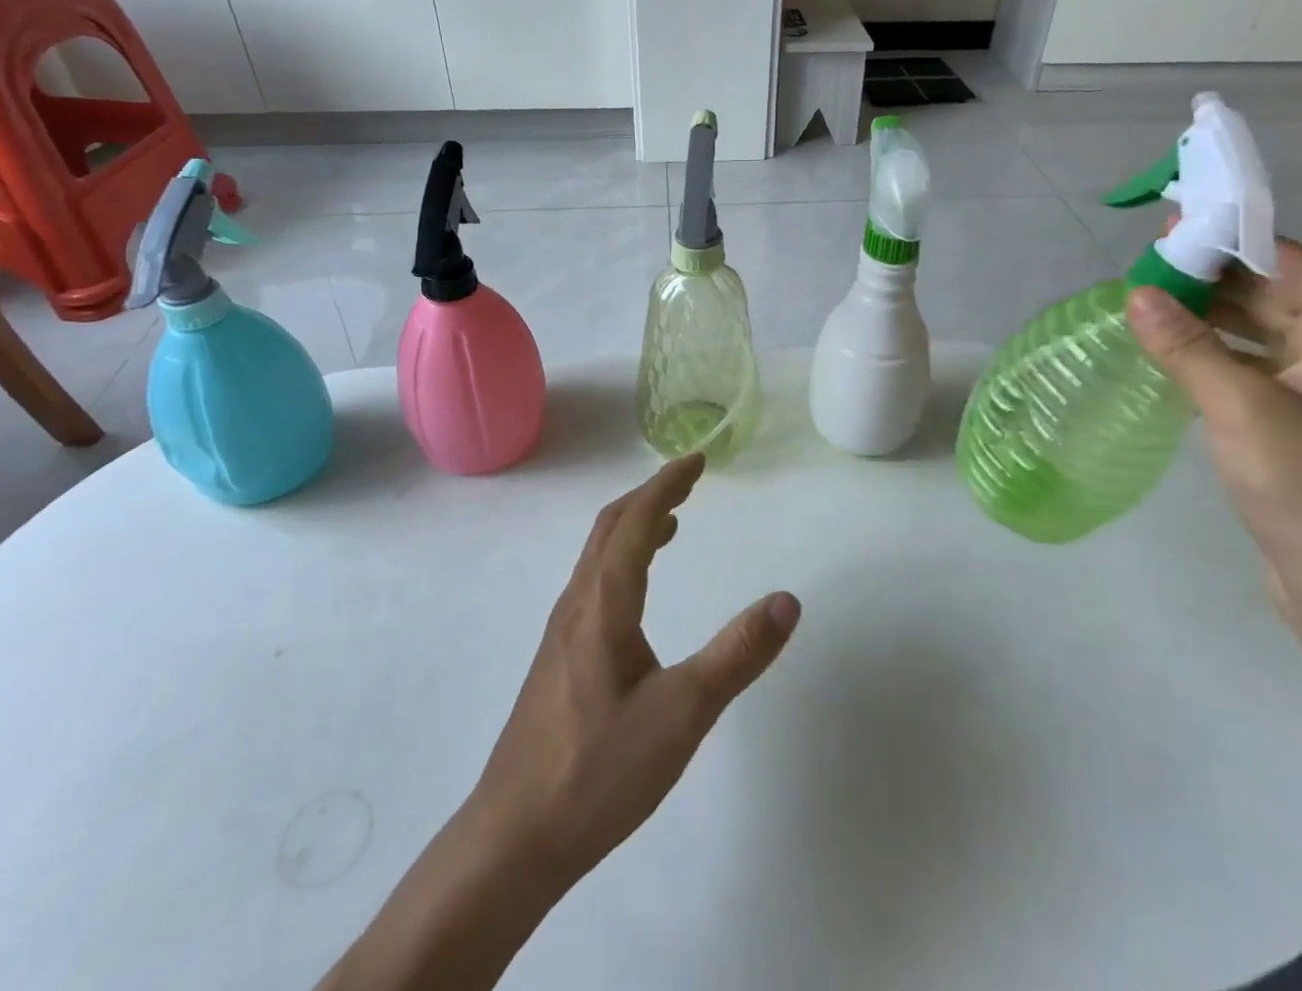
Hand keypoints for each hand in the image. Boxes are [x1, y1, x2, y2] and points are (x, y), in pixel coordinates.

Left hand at [467, 453, 800, 888]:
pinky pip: (594, 582)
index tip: (697, 461)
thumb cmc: (599, 771)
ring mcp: (562, 632)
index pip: (635, 520)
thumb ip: (737, 655)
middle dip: (650, 495)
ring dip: (634, 525)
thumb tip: (788, 600)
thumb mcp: (682, 714)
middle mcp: (577, 604)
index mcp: (604, 602)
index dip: (667, 484)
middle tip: (688, 481)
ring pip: (598, 555)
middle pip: (610, 527)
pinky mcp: (559, 658)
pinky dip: (623, 559)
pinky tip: (639, 593)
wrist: (513, 839)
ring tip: (672, 523)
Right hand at [1125, 240, 1301, 622]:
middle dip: (1205, 279)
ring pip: (1254, 332)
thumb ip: (1188, 347)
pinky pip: (1247, 367)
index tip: (1164, 230)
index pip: (1285, 262)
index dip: (1226, 240)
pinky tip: (1165, 352)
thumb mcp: (1243, 410)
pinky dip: (1208, 354)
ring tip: (1140, 305)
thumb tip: (1136, 292)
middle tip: (1137, 270)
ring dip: (1203, 317)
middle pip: (1268, 294)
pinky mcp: (1296, 421)